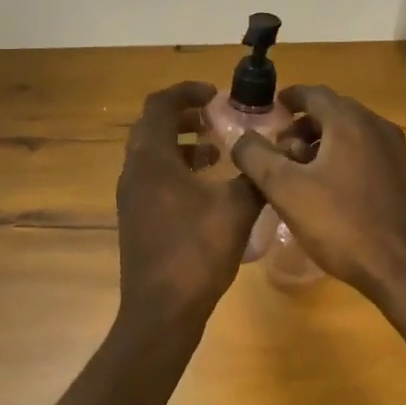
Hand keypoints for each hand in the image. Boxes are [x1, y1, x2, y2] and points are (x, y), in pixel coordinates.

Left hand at [115, 82, 264, 332]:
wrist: (161, 312)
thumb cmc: (196, 253)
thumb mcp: (236, 209)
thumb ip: (255, 175)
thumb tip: (274, 154)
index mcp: (152, 160)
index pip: (160, 105)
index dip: (187, 92)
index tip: (216, 95)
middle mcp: (134, 172)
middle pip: (153, 127)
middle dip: (185, 116)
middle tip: (217, 118)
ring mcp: (131, 197)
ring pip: (152, 154)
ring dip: (182, 144)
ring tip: (217, 151)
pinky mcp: (136, 218)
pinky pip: (153, 177)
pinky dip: (177, 169)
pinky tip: (207, 189)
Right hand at [230, 85, 405, 303]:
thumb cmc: (342, 225)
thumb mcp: (286, 191)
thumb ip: (257, 158)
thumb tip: (241, 137)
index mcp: (350, 123)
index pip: (314, 93)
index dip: (289, 98)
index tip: (272, 110)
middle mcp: (377, 128)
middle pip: (334, 111)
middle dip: (304, 124)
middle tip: (280, 148)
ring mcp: (397, 153)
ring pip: (352, 134)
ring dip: (323, 142)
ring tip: (300, 171)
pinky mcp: (405, 178)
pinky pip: (367, 153)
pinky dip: (344, 157)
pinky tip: (330, 190)